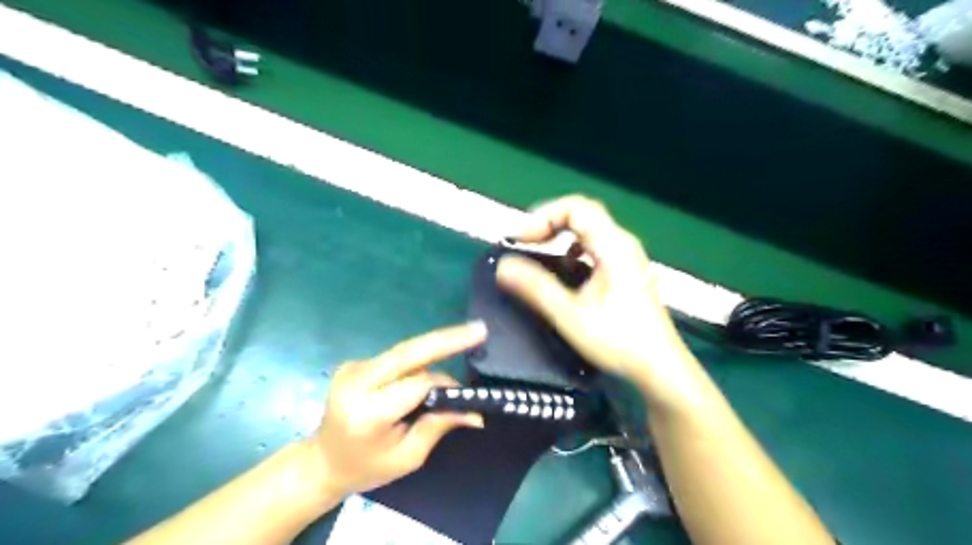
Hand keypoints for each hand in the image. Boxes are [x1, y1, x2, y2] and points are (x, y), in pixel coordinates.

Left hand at [304, 324, 483, 497]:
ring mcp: (353, 368)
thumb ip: (439, 426)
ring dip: (435, 351)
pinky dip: (419, 360)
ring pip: (406, 352)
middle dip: (447, 339)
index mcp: (367, 412)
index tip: (470, 394)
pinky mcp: (355, 363)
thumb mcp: (407, 456)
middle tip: (479, 329)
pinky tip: (430, 367)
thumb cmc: (366, 467)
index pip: (417, 385)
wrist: (322, 461)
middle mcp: (356, 382)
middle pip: (409, 352)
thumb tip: (475, 412)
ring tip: (465, 342)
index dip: (447, 386)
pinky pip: (397, 358)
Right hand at [498, 195, 703, 407]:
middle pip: (582, 214)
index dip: (543, 216)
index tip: (521, 238)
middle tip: (524, 240)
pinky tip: (566, 269)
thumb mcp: (570, 315)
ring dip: (561, 234)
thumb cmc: (620, 341)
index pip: (576, 207)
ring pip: (590, 229)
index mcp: (613, 246)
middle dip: (549, 222)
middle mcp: (623, 244)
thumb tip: (504, 267)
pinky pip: (596, 246)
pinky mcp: (626, 271)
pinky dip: (573, 249)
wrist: (660, 368)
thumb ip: (536, 288)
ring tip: (539, 249)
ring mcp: (627, 257)